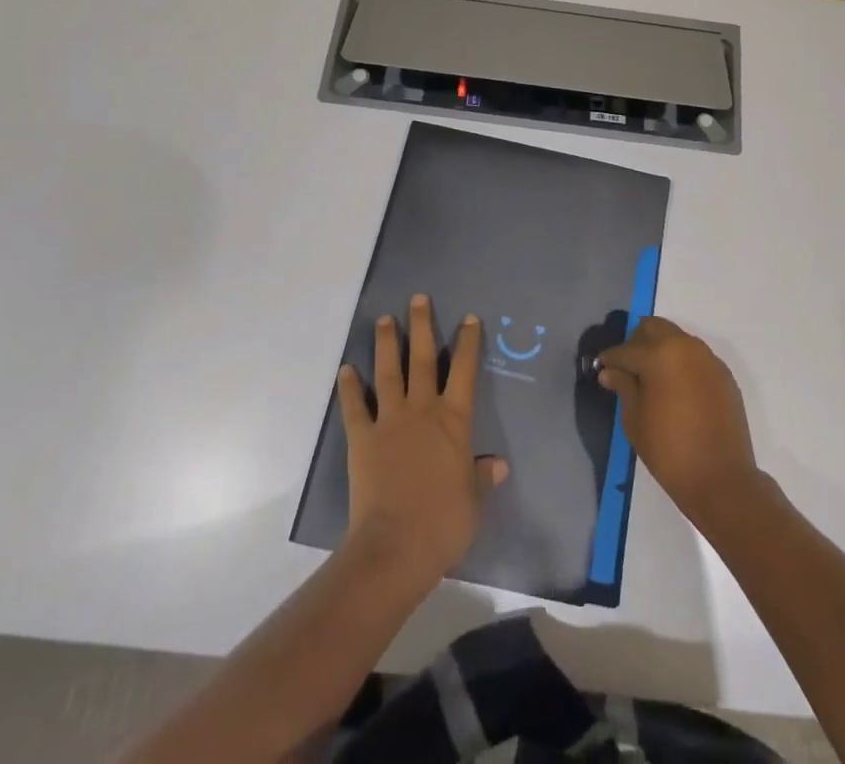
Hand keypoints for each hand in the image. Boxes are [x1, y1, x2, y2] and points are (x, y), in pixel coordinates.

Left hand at [336, 294, 507, 585]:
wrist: (397, 546)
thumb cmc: (444, 523)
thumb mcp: (473, 502)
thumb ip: (482, 478)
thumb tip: (498, 465)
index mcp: (454, 422)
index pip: (465, 372)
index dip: (467, 343)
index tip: (468, 318)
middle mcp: (423, 411)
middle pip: (423, 359)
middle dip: (422, 326)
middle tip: (418, 298)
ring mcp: (390, 421)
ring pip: (389, 372)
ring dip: (387, 344)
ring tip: (384, 319)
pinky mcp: (362, 438)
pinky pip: (355, 407)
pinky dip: (349, 388)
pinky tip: (346, 370)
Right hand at [597, 316, 759, 528]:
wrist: (721, 479)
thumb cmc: (669, 450)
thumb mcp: (635, 420)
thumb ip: (623, 387)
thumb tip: (610, 371)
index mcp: (659, 354)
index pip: (626, 350)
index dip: (610, 360)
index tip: (602, 369)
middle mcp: (685, 347)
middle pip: (654, 328)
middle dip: (637, 342)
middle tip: (628, 368)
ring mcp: (708, 359)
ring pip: (677, 340)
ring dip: (661, 350)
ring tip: (652, 379)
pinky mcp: (724, 375)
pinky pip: (696, 358)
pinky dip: (681, 364)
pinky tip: (676, 390)